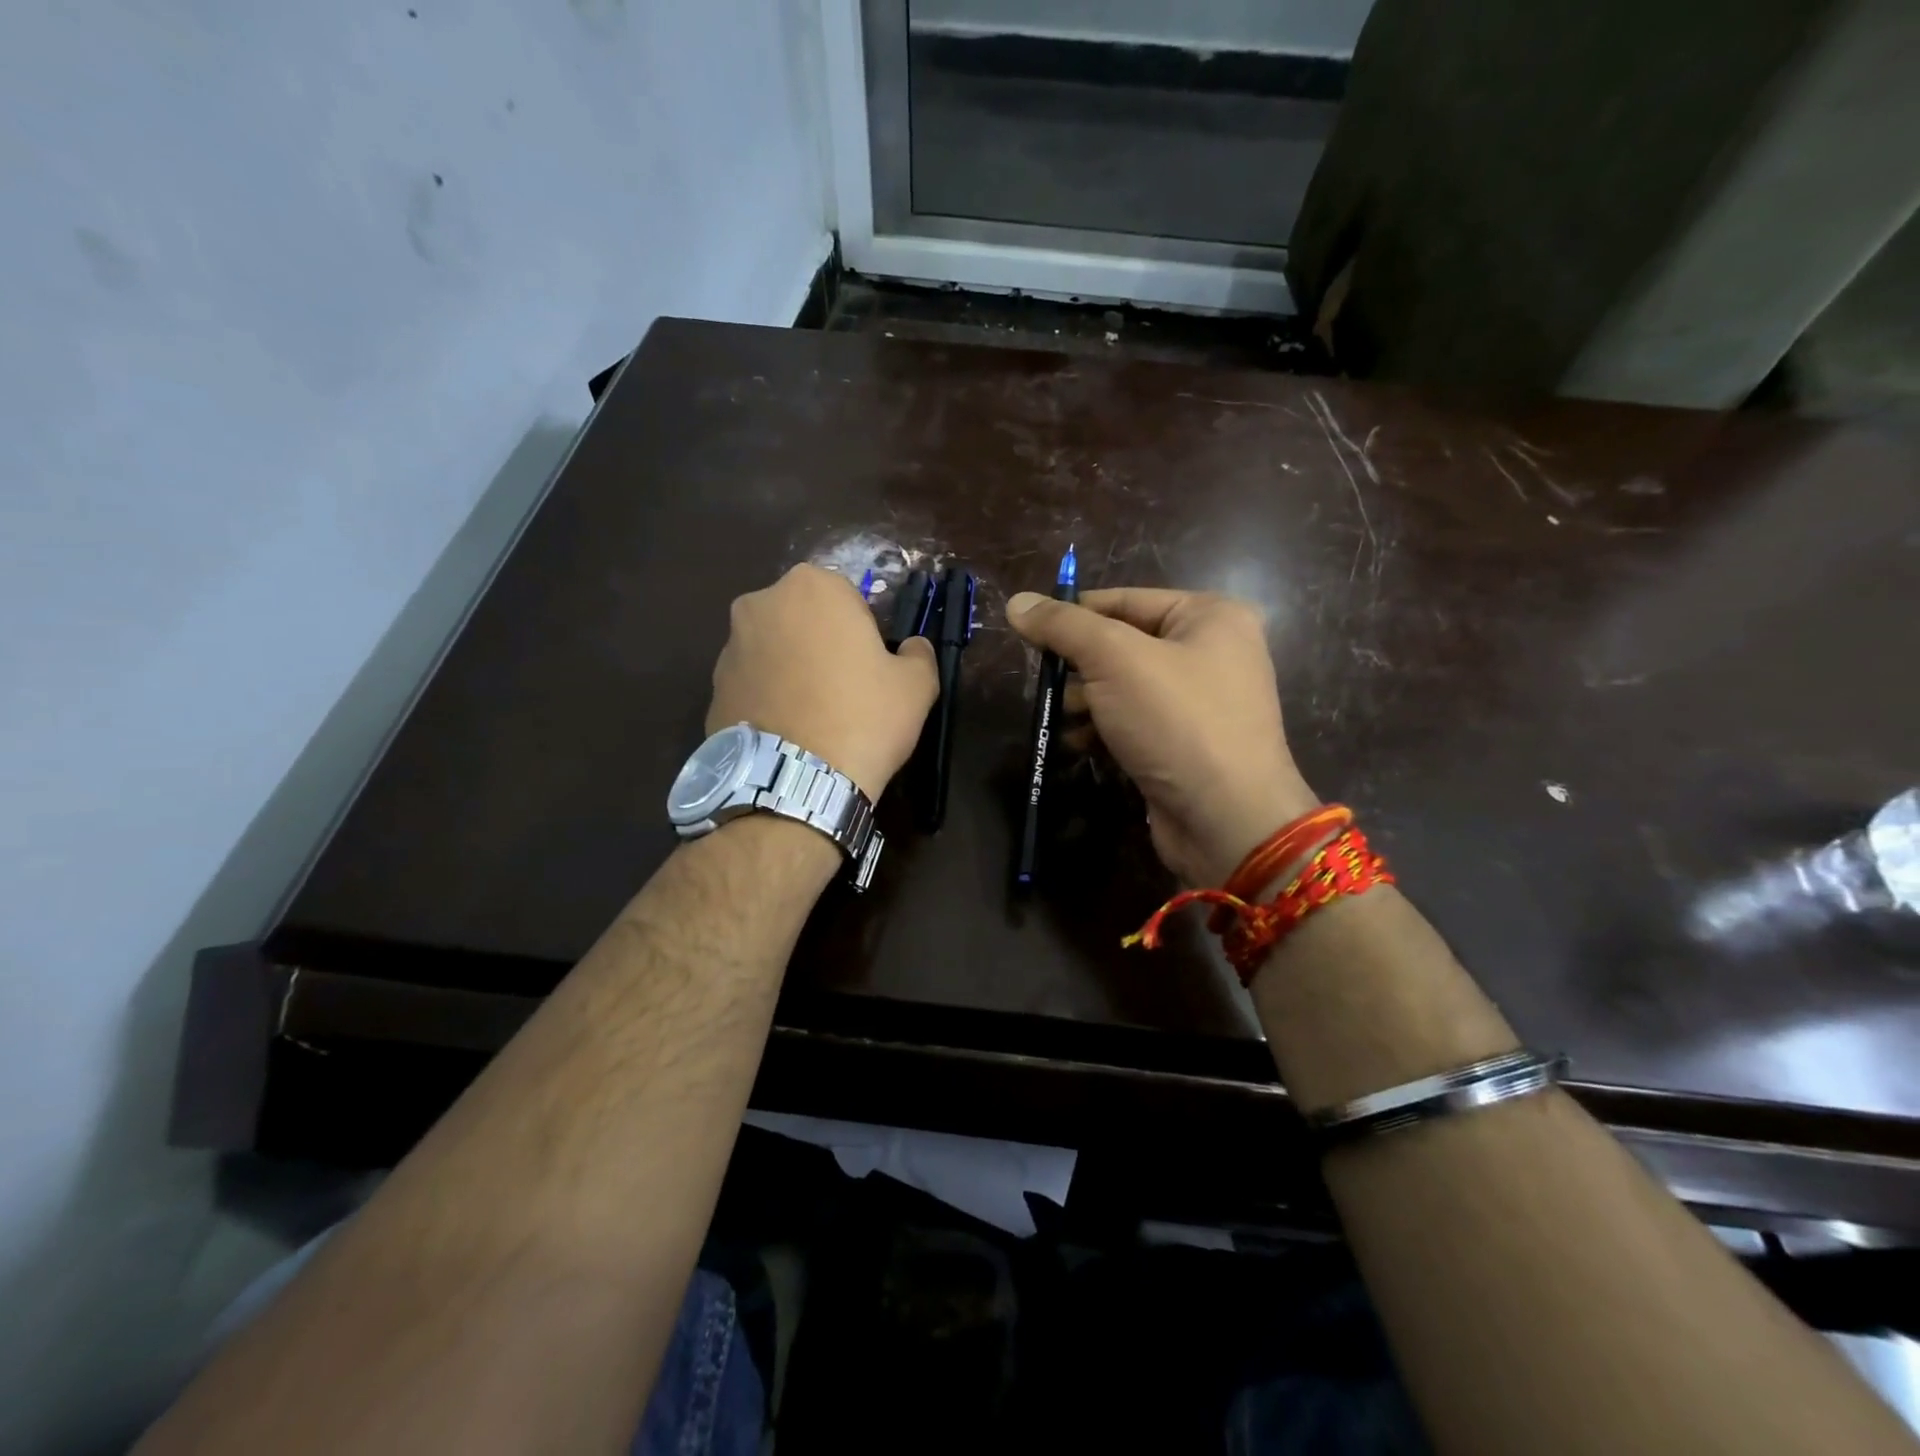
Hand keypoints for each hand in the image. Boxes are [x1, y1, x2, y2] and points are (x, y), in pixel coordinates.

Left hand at [708, 565, 937, 798]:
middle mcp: (761, 603)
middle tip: (844, 689)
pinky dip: (769, 699)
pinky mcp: (712, 688)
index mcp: (813, 586)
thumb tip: (912, 648)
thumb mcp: (917, 685)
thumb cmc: (863, 718)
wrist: (795, 782)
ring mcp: (730, 647)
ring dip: (792, 670)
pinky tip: (789, 732)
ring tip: (814, 717)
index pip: (848, 597)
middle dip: (821, 644)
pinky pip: (752, 685)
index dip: (864, 631)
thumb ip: (918, 653)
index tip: (871, 666)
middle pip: (804, 619)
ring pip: (774, 650)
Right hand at [1006, 588, 1317, 885]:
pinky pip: (1135, 723)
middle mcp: (1212, 652)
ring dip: (1086, 703)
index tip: (1029, 634)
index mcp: (1209, 616)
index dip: (1074, 615)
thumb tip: (1017, 602)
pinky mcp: (1187, 745)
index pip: (1124, 600)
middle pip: (1123, 645)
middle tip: (1046, 685)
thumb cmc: (1175, 721)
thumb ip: (1064, 626)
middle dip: (1080, 667)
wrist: (1226, 819)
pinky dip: (1105, 731)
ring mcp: (1202, 703)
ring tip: (1064, 720)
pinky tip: (1079, 745)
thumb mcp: (1114, 659)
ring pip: (1124, 688)